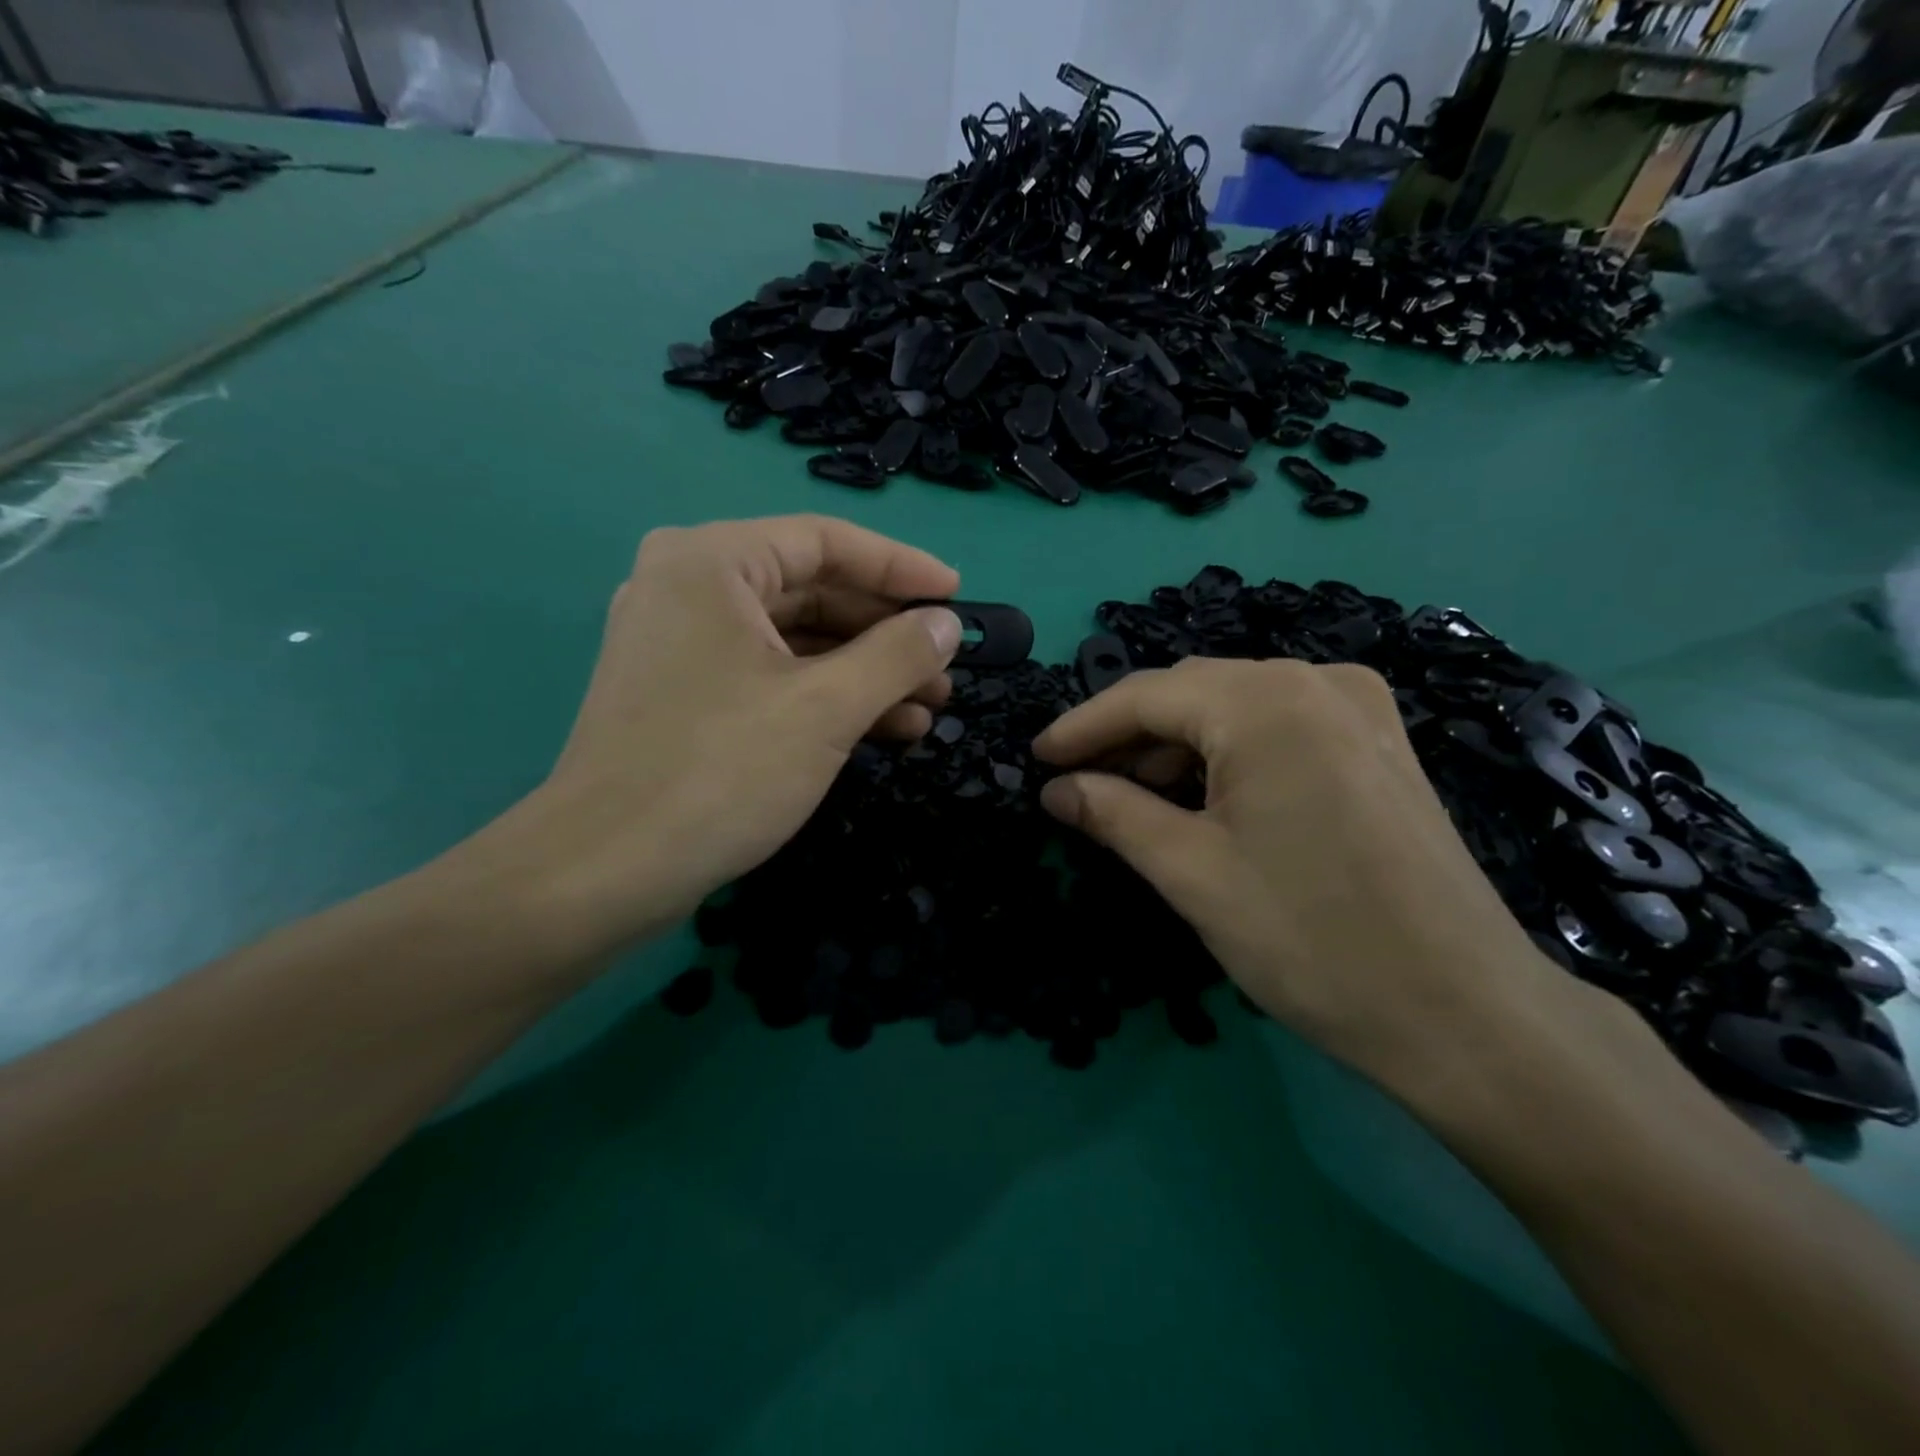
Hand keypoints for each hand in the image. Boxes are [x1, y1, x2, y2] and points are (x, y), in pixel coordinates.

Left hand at [467, 516, 961, 966]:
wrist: (605, 872)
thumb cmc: (721, 771)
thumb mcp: (827, 708)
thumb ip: (897, 655)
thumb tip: (947, 624)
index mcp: (712, 562)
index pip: (826, 543)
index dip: (901, 568)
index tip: (957, 595)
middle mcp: (690, 587)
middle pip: (813, 592)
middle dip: (887, 635)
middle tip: (946, 670)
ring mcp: (683, 644)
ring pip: (796, 641)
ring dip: (865, 674)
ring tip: (928, 710)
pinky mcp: (685, 695)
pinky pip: (771, 676)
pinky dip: (826, 699)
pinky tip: (884, 731)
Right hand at [1032, 658, 1584, 1097]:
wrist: (1466, 1014)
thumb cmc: (1312, 940)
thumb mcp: (1192, 873)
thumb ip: (1113, 814)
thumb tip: (1056, 788)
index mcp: (1267, 702)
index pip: (1147, 695)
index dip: (1082, 726)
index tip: (1036, 758)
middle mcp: (1317, 682)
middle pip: (1192, 694)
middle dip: (1128, 737)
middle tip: (1078, 784)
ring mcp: (1359, 708)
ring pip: (1235, 709)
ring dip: (1177, 747)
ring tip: (1133, 799)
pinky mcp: (1379, 743)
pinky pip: (1278, 727)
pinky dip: (1228, 754)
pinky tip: (1204, 798)